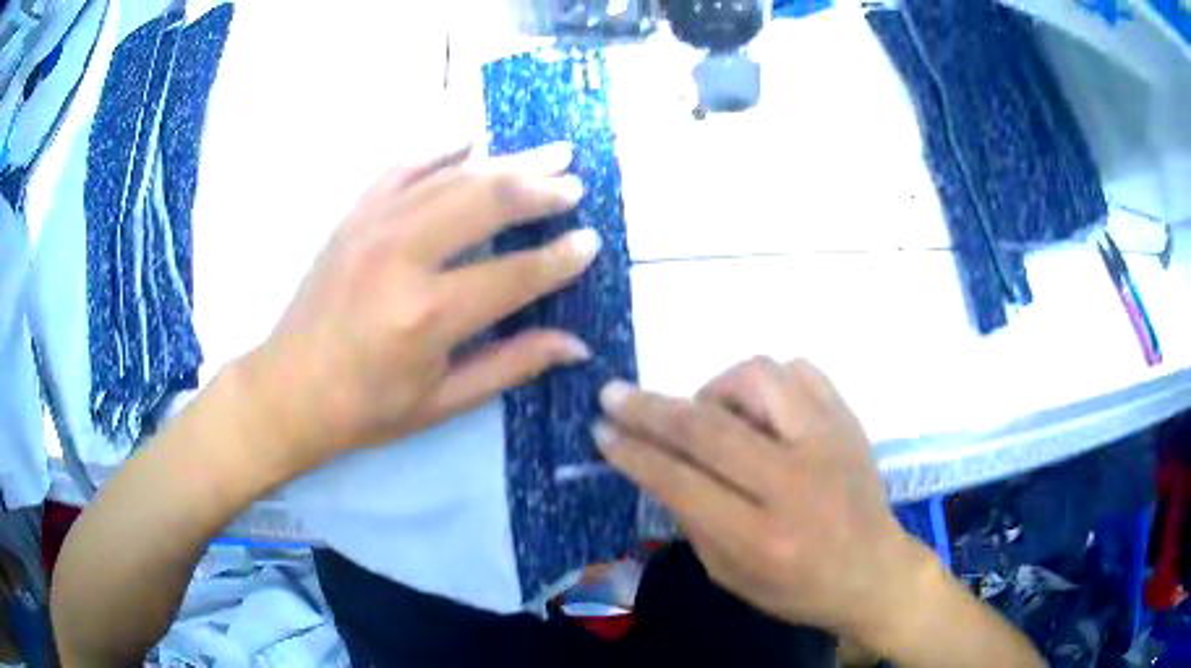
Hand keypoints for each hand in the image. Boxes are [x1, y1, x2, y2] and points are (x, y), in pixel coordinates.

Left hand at [240, 142, 599, 474]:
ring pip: (453, 176)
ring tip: (550, 153)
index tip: (591, 242)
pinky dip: (440, 145)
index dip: (560, 258)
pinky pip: (402, 166)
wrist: (289, 390)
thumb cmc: (366, 407)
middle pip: (486, 202)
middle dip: (540, 190)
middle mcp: (403, 257)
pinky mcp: (354, 216)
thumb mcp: (443, 401)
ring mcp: (373, 226)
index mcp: (428, 315)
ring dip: (506, 161)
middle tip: (575, 185)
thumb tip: (576, 344)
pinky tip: (471, 134)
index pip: (515, 274)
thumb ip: (512, 364)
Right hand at [594, 357, 933, 644]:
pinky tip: (757, 407)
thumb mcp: (731, 575)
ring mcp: (829, 443)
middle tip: (614, 395)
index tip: (601, 431)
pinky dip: (765, 382)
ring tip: (707, 412)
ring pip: (758, 379)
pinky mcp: (848, 420)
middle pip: (710, 429)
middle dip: (650, 409)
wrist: (873, 571)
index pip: (682, 483)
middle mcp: (796, 483)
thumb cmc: (797, 587)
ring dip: (714, 389)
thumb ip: (691, 520)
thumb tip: (656, 463)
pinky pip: (799, 370)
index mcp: (762, 538)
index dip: (634, 453)